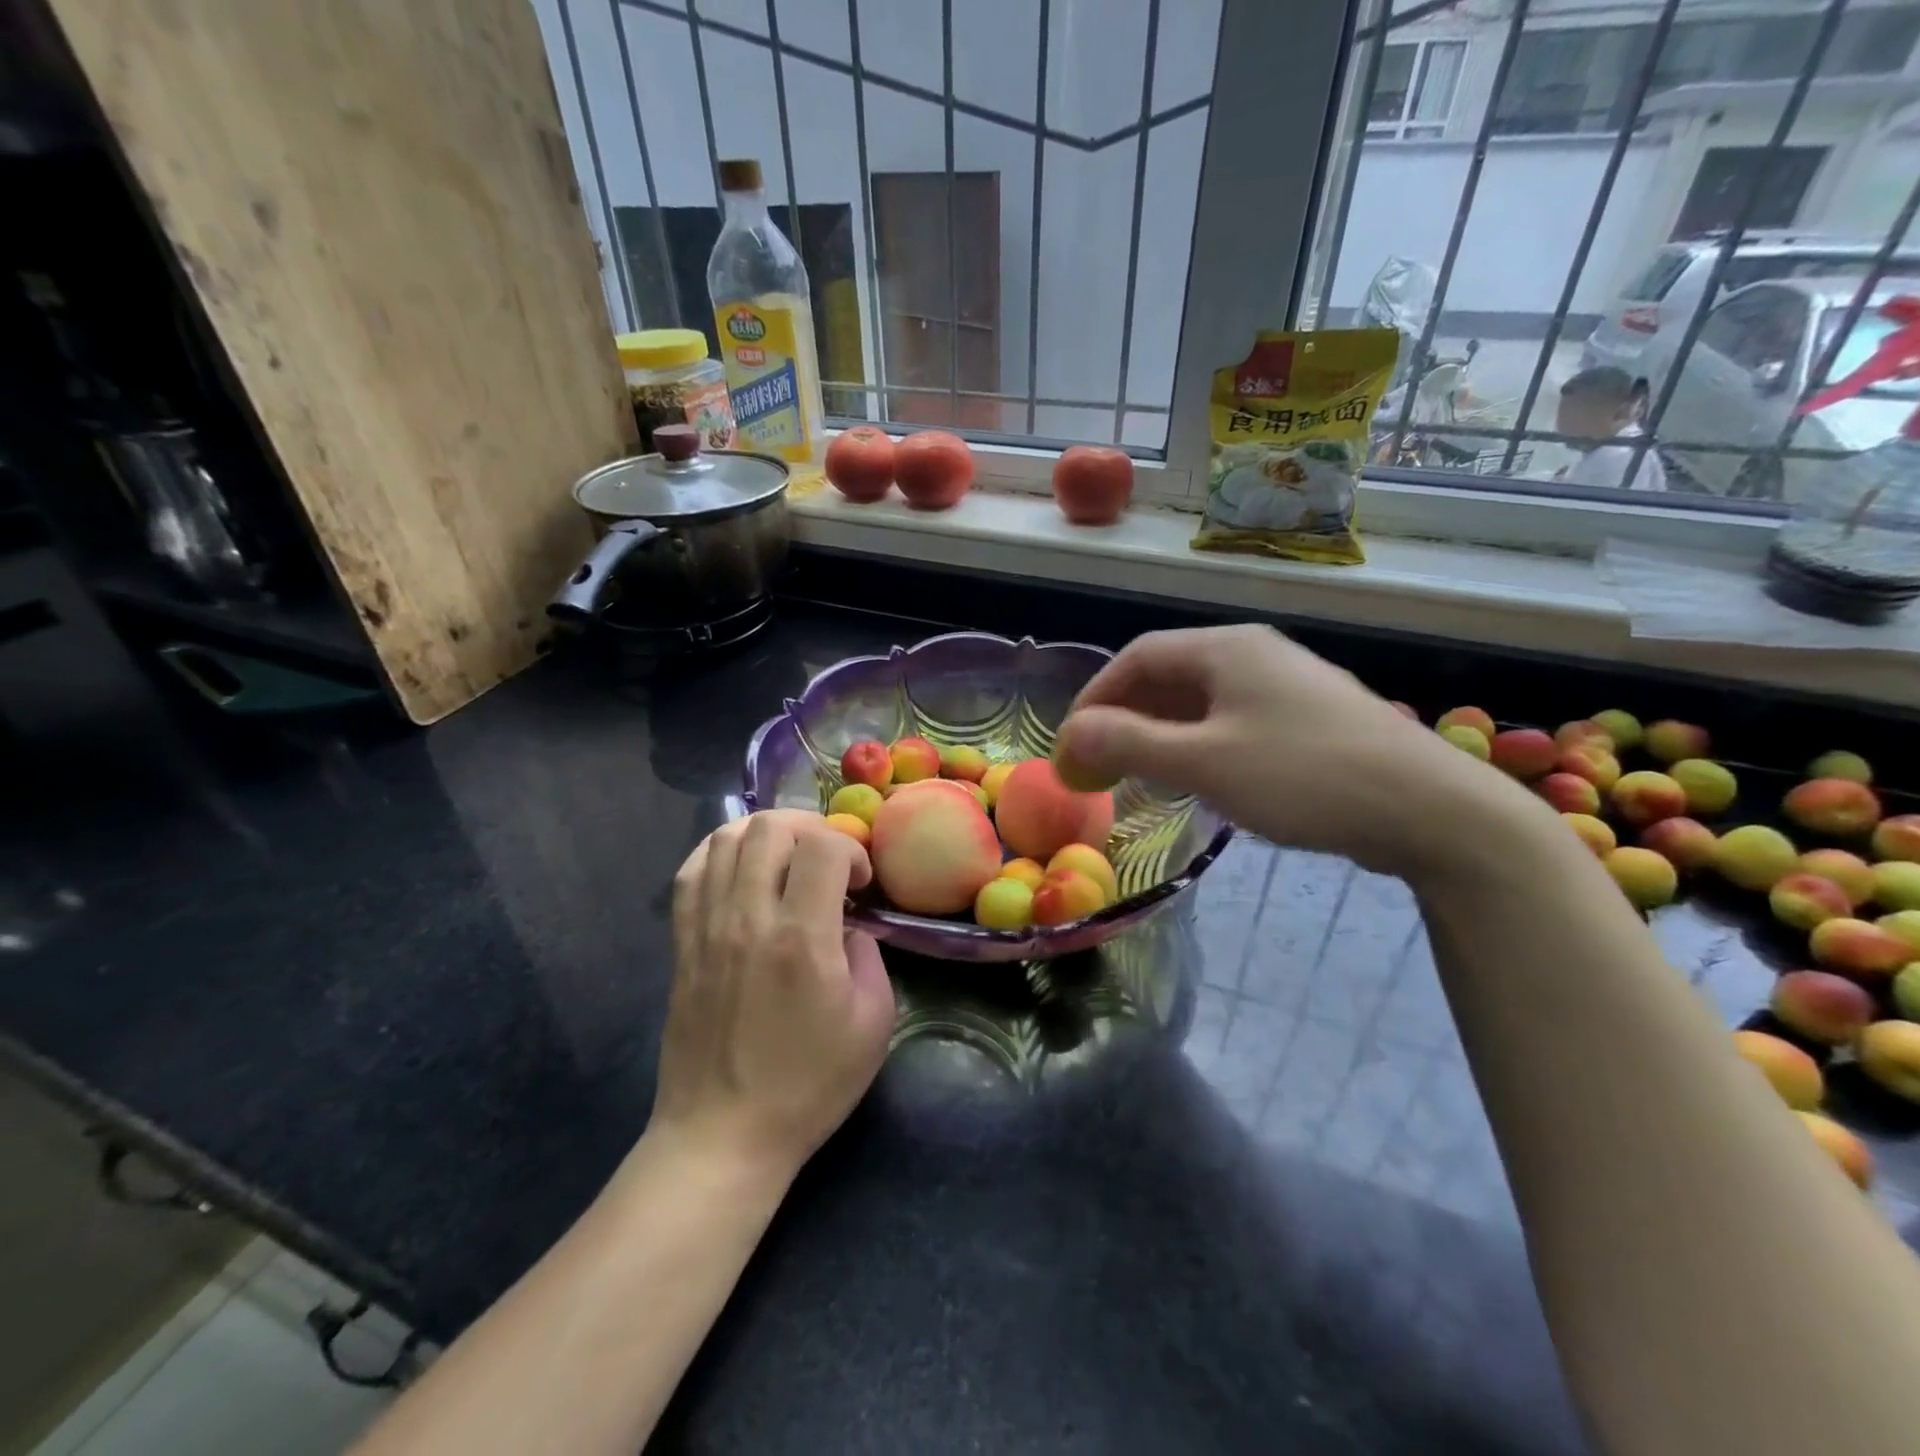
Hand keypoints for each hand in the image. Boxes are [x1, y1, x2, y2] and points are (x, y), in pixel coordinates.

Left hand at [651, 810, 895, 1182]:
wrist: (722, 1134)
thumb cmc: (808, 1084)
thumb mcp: (872, 1024)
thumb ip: (868, 956)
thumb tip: (847, 923)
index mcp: (802, 939)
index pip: (823, 847)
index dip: (852, 849)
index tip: (861, 883)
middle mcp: (748, 919)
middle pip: (770, 828)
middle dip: (810, 828)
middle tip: (827, 860)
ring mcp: (707, 928)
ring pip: (726, 838)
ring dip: (765, 834)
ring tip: (787, 859)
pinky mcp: (682, 943)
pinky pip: (691, 871)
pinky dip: (720, 852)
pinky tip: (742, 869)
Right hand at [1053, 625, 1531, 880]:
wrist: (1430, 810)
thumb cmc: (1305, 776)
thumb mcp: (1205, 762)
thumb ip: (1131, 744)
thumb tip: (1072, 734)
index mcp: (1226, 648)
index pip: (1136, 658)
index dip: (1094, 699)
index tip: (1071, 745)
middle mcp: (1254, 654)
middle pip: (1167, 676)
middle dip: (1123, 718)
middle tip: (1096, 765)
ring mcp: (1285, 685)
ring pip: (1200, 701)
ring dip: (1158, 733)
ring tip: (1134, 774)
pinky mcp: (1308, 719)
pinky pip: (1231, 720)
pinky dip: (1196, 743)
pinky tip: (1195, 776)